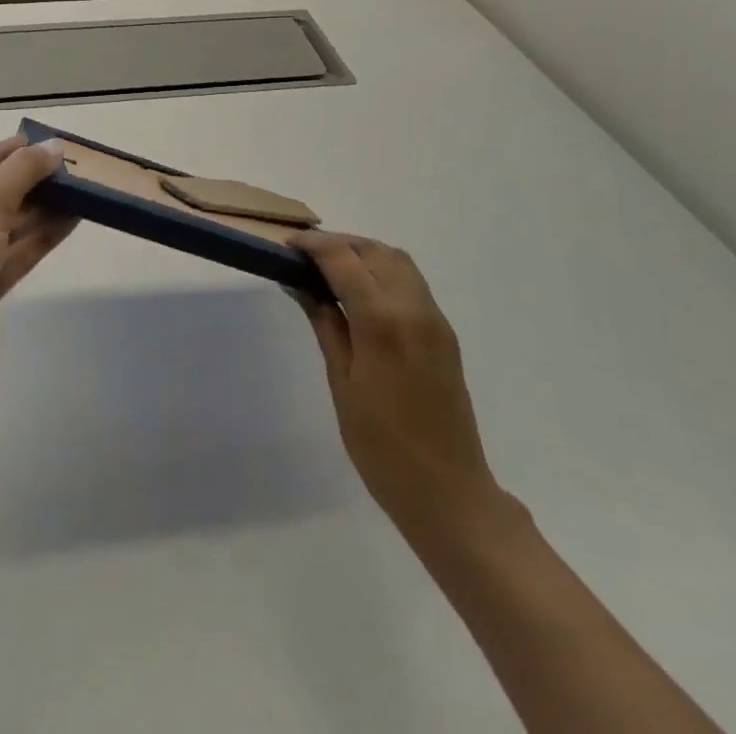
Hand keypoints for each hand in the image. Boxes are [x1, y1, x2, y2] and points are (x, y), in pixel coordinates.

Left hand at [0, 136, 75, 401]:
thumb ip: (22, 172)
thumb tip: (54, 146)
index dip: (10, 151)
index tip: (46, 141)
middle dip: (32, 181)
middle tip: (73, 165)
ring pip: (8, 225)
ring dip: (43, 208)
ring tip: (82, 188)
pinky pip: (16, 252)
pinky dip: (43, 236)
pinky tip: (74, 218)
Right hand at [292, 232, 508, 545]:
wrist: (448, 492)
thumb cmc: (381, 446)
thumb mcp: (342, 383)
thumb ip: (325, 323)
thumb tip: (300, 284)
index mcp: (381, 321)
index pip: (343, 259)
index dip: (313, 245)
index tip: (287, 246)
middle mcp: (412, 307)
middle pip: (374, 250)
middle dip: (339, 244)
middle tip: (306, 258)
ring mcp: (434, 318)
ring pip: (397, 260)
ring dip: (364, 253)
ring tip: (332, 271)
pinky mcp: (444, 331)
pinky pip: (411, 282)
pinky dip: (384, 271)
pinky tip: (362, 294)